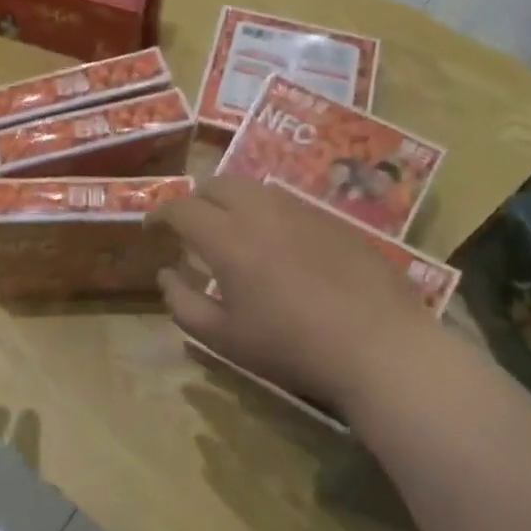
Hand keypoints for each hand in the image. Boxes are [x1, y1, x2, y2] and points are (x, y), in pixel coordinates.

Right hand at [152, 177, 443, 422]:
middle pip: (216, 183)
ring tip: (233, 230)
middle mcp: (261, 211)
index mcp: (228, 238)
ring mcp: (301, 210)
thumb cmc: (293, 347)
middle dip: (195, 199)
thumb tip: (167, 274)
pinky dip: (267, 212)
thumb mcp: (225, 338)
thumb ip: (184, 303)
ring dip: (231, 201)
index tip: (151, 229)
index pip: (181, 208)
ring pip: (253, 187)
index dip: (159, 214)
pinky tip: (278, 244)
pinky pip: (287, 202)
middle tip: (191, 227)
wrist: (380, 347)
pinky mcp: (332, 219)